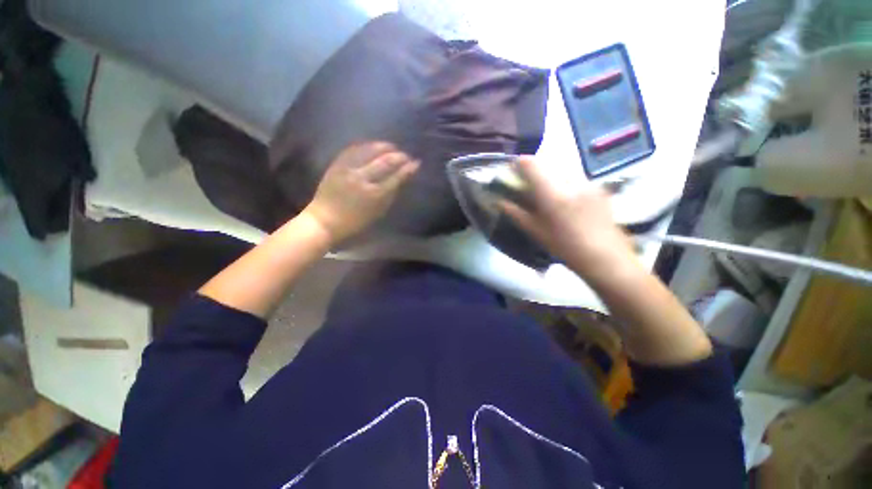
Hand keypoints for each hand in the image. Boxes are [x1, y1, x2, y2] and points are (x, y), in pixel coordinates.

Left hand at [303, 142, 418, 244]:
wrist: (325, 219)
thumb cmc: (355, 221)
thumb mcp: (377, 213)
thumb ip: (390, 196)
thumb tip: (400, 181)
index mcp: (375, 195)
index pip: (396, 177)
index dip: (408, 169)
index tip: (416, 163)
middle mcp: (363, 179)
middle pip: (385, 162)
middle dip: (399, 156)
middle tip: (405, 155)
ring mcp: (349, 170)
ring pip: (369, 151)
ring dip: (383, 147)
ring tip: (392, 146)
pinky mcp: (337, 165)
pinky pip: (353, 150)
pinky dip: (365, 145)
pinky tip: (372, 145)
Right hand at [501, 157, 635, 277]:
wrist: (604, 256)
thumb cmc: (564, 246)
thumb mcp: (535, 231)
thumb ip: (515, 213)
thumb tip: (499, 201)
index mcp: (552, 194)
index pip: (531, 164)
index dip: (519, 163)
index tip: (512, 172)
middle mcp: (570, 181)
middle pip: (546, 164)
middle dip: (534, 172)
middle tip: (528, 187)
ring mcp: (587, 182)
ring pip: (561, 169)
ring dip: (550, 176)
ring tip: (548, 195)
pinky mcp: (598, 187)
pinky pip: (575, 177)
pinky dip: (565, 183)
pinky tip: (567, 201)